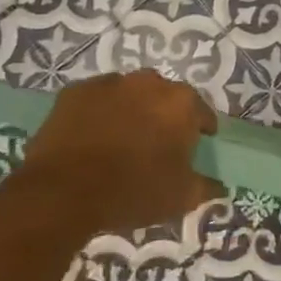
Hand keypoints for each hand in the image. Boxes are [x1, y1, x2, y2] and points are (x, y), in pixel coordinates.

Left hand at [7, 71, 222, 236]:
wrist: (62, 193)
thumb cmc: (133, 191)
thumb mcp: (181, 198)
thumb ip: (206, 187)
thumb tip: (219, 186)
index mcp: (182, 103)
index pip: (202, 113)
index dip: (201, 130)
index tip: (196, 146)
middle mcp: (150, 83)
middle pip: (165, 97)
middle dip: (164, 116)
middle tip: (157, 144)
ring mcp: (110, 83)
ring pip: (130, 94)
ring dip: (132, 110)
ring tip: (122, 139)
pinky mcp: (75, 92)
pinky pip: (97, 99)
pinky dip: (99, 112)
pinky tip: (92, 137)